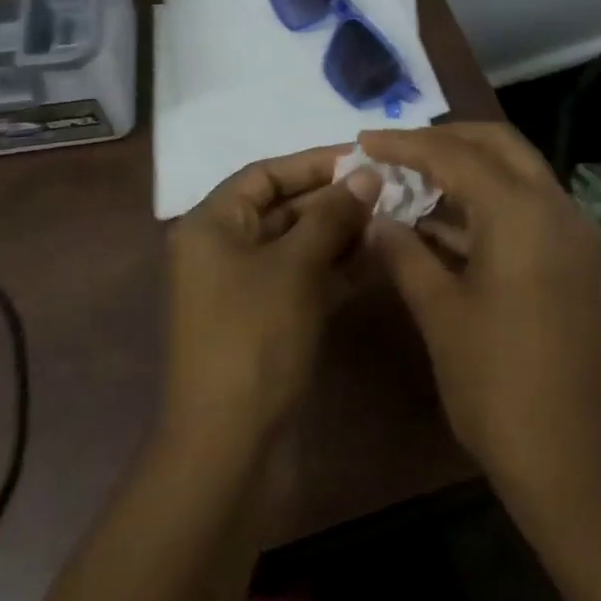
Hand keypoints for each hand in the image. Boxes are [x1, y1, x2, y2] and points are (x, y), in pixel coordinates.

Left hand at [163, 145, 379, 459]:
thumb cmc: (255, 337)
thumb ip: (331, 216)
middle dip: (331, 199)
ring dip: (337, 233)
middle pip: (280, 208)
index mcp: (210, 225)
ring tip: (390, 220)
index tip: (362, 158)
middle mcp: (220, 249)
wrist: (229, 442)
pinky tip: (375, 259)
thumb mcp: (295, 267)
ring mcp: (241, 288)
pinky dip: (332, 268)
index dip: (313, 163)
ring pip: (294, 245)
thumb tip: (366, 174)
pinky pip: (299, 279)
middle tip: (387, 191)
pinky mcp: (262, 320)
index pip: (264, 175)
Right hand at [359, 124, 600, 517]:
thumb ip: (405, 256)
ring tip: (410, 180)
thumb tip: (375, 219)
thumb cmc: (500, 386)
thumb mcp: (441, 315)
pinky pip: (525, 210)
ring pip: (515, 175)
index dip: (404, 144)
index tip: (362, 141)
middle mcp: (555, 208)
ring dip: (466, 170)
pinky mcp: (573, 263)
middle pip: (497, 145)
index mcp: (521, 213)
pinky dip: (484, 204)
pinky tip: (440, 225)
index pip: (455, 154)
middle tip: (394, 150)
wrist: (580, 466)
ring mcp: (571, 236)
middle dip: (444, 139)